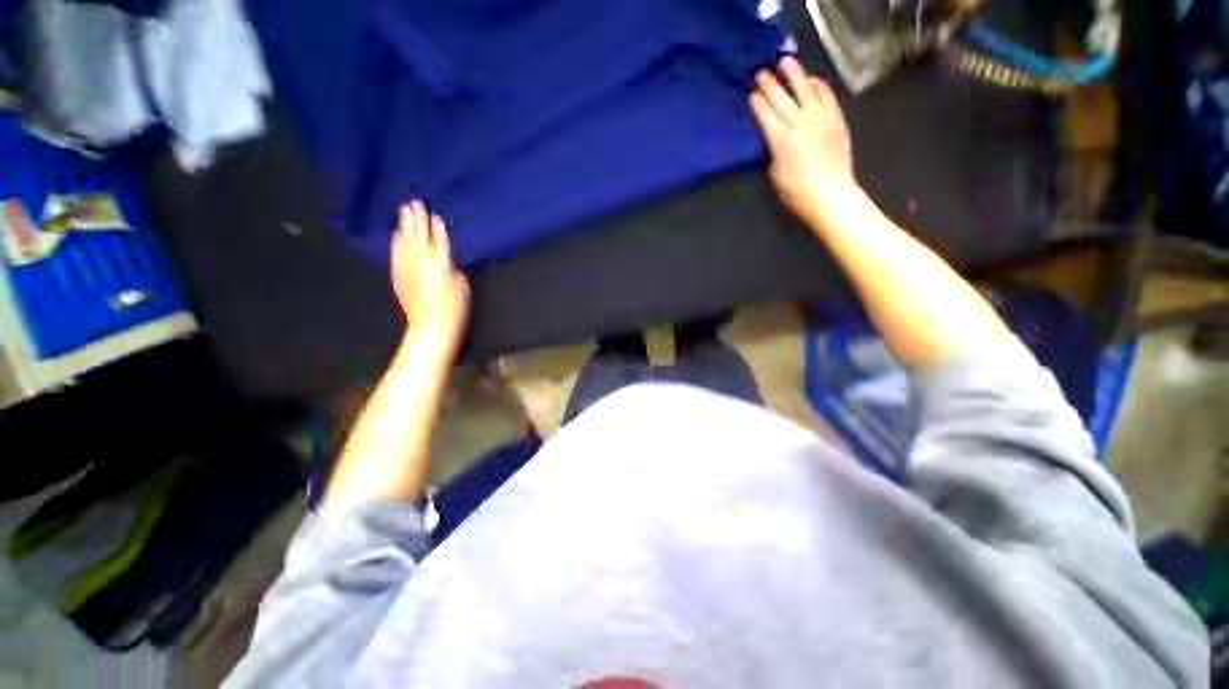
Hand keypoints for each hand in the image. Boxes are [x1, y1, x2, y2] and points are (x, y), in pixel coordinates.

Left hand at [391, 200, 469, 348]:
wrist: (431, 327)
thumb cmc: (454, 309)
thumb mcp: (463, 286)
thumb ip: (453, 268)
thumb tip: (444, 259)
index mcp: (441, 266)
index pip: (439, 241)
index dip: (437, 228)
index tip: (435, 215)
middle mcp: (421, 263)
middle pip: (419, 236)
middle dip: (417, 219)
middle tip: (415, 203)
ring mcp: (406, 269)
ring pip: (404, 242)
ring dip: (404, 225)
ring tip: (404, 211)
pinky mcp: (398, 276)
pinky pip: (396, 254)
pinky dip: (396, 242)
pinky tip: (396, 233)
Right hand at [750, 56, 853, 217]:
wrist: (830, 193)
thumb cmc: (796, 191)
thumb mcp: (775, 173)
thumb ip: (773, 150)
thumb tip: (774, 136)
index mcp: (780, 139)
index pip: (765, 114)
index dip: (756, 102)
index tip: (750, 93)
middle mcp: (799, 122)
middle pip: (781, 97)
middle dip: (769, 84)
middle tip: (760, 72)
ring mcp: (820, 117)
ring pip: (804, 88)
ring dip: (794, 73)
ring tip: (785, 61)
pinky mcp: (836, 118)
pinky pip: (826, 94)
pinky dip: (818, 85)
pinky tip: (811, 80)